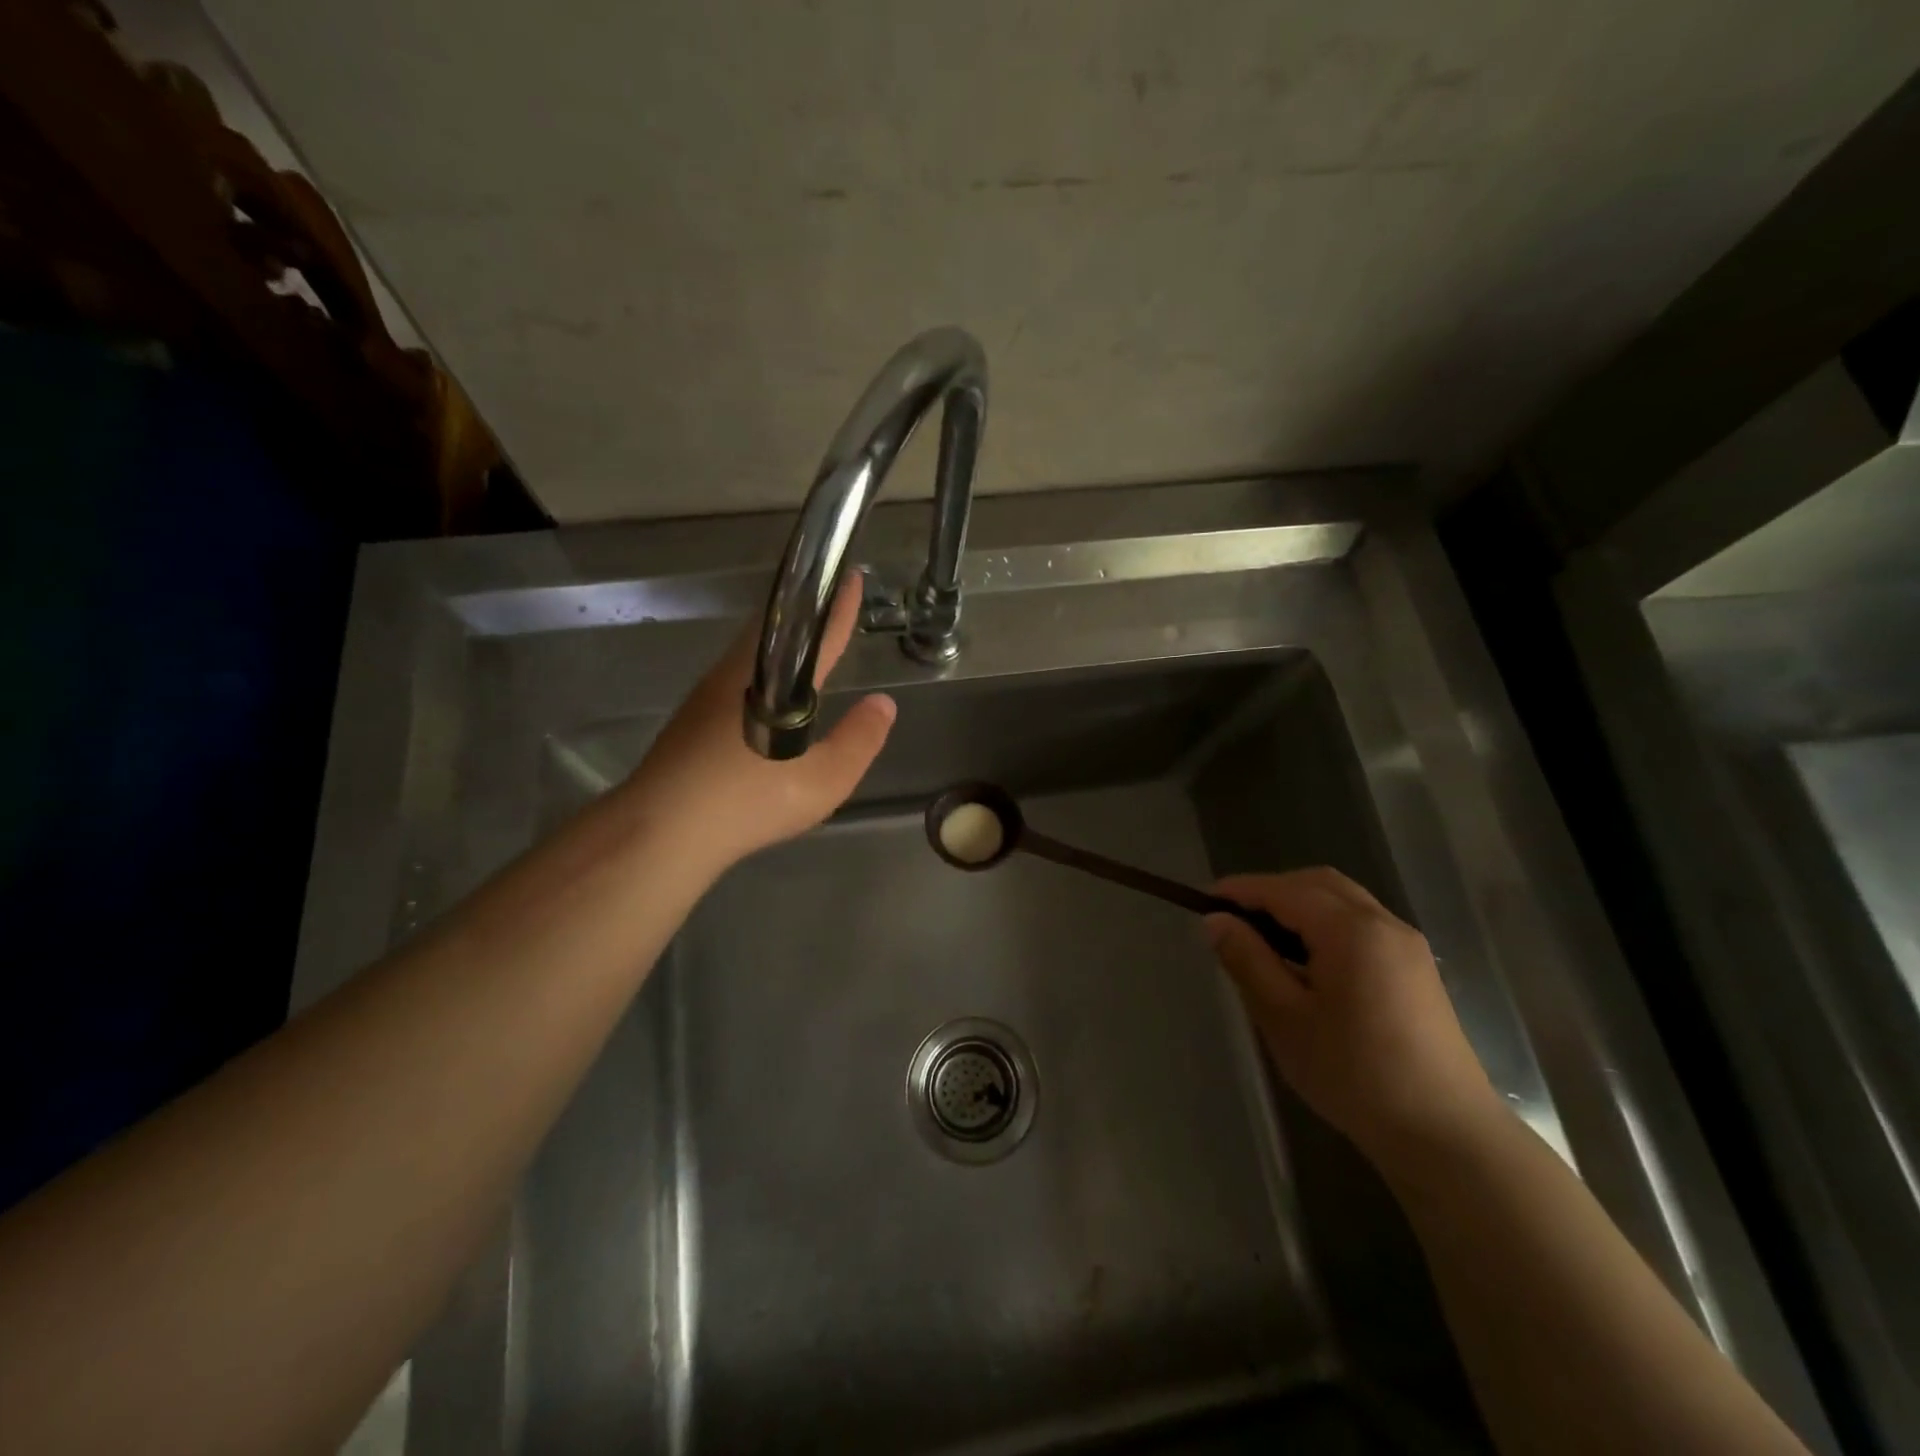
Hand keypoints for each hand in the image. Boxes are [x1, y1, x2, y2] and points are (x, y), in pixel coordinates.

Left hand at [622, 575, 895, 876]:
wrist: (661, 829)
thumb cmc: (748, 802)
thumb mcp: (823, 781)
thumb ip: (859, 741)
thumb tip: (883, 703)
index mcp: (774, 683)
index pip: (815, 634)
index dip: (837, 607)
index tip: (850, 575)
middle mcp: (738, 673)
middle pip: (775, 628)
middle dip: (805, 615)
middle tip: (833, 610)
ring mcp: (708, 691)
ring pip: (752, 650)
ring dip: (781, 640)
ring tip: (808, 647)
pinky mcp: (692, 713)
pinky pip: (737, 673)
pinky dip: (763, 666)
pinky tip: (769, 691)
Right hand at [1204, 868, 1500, 1162]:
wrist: (1446, 1135)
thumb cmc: (1354, 1074)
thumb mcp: (1284, 1018)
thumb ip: (1247, 960)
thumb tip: (1215, 921)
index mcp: (1351, 931)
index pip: (1284, 890)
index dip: (1241, 890)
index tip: (1203, 900)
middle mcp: (1384, 924)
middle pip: (1318, 883)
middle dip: (1272, 890)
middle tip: (1233, 918)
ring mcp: (1407, 945)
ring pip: (1343, 900)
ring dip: (1300, 904)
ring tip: (1264, 938)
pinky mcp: (1417, 969)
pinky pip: (1362, 923)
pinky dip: (1326, 922)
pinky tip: (1307, 960)